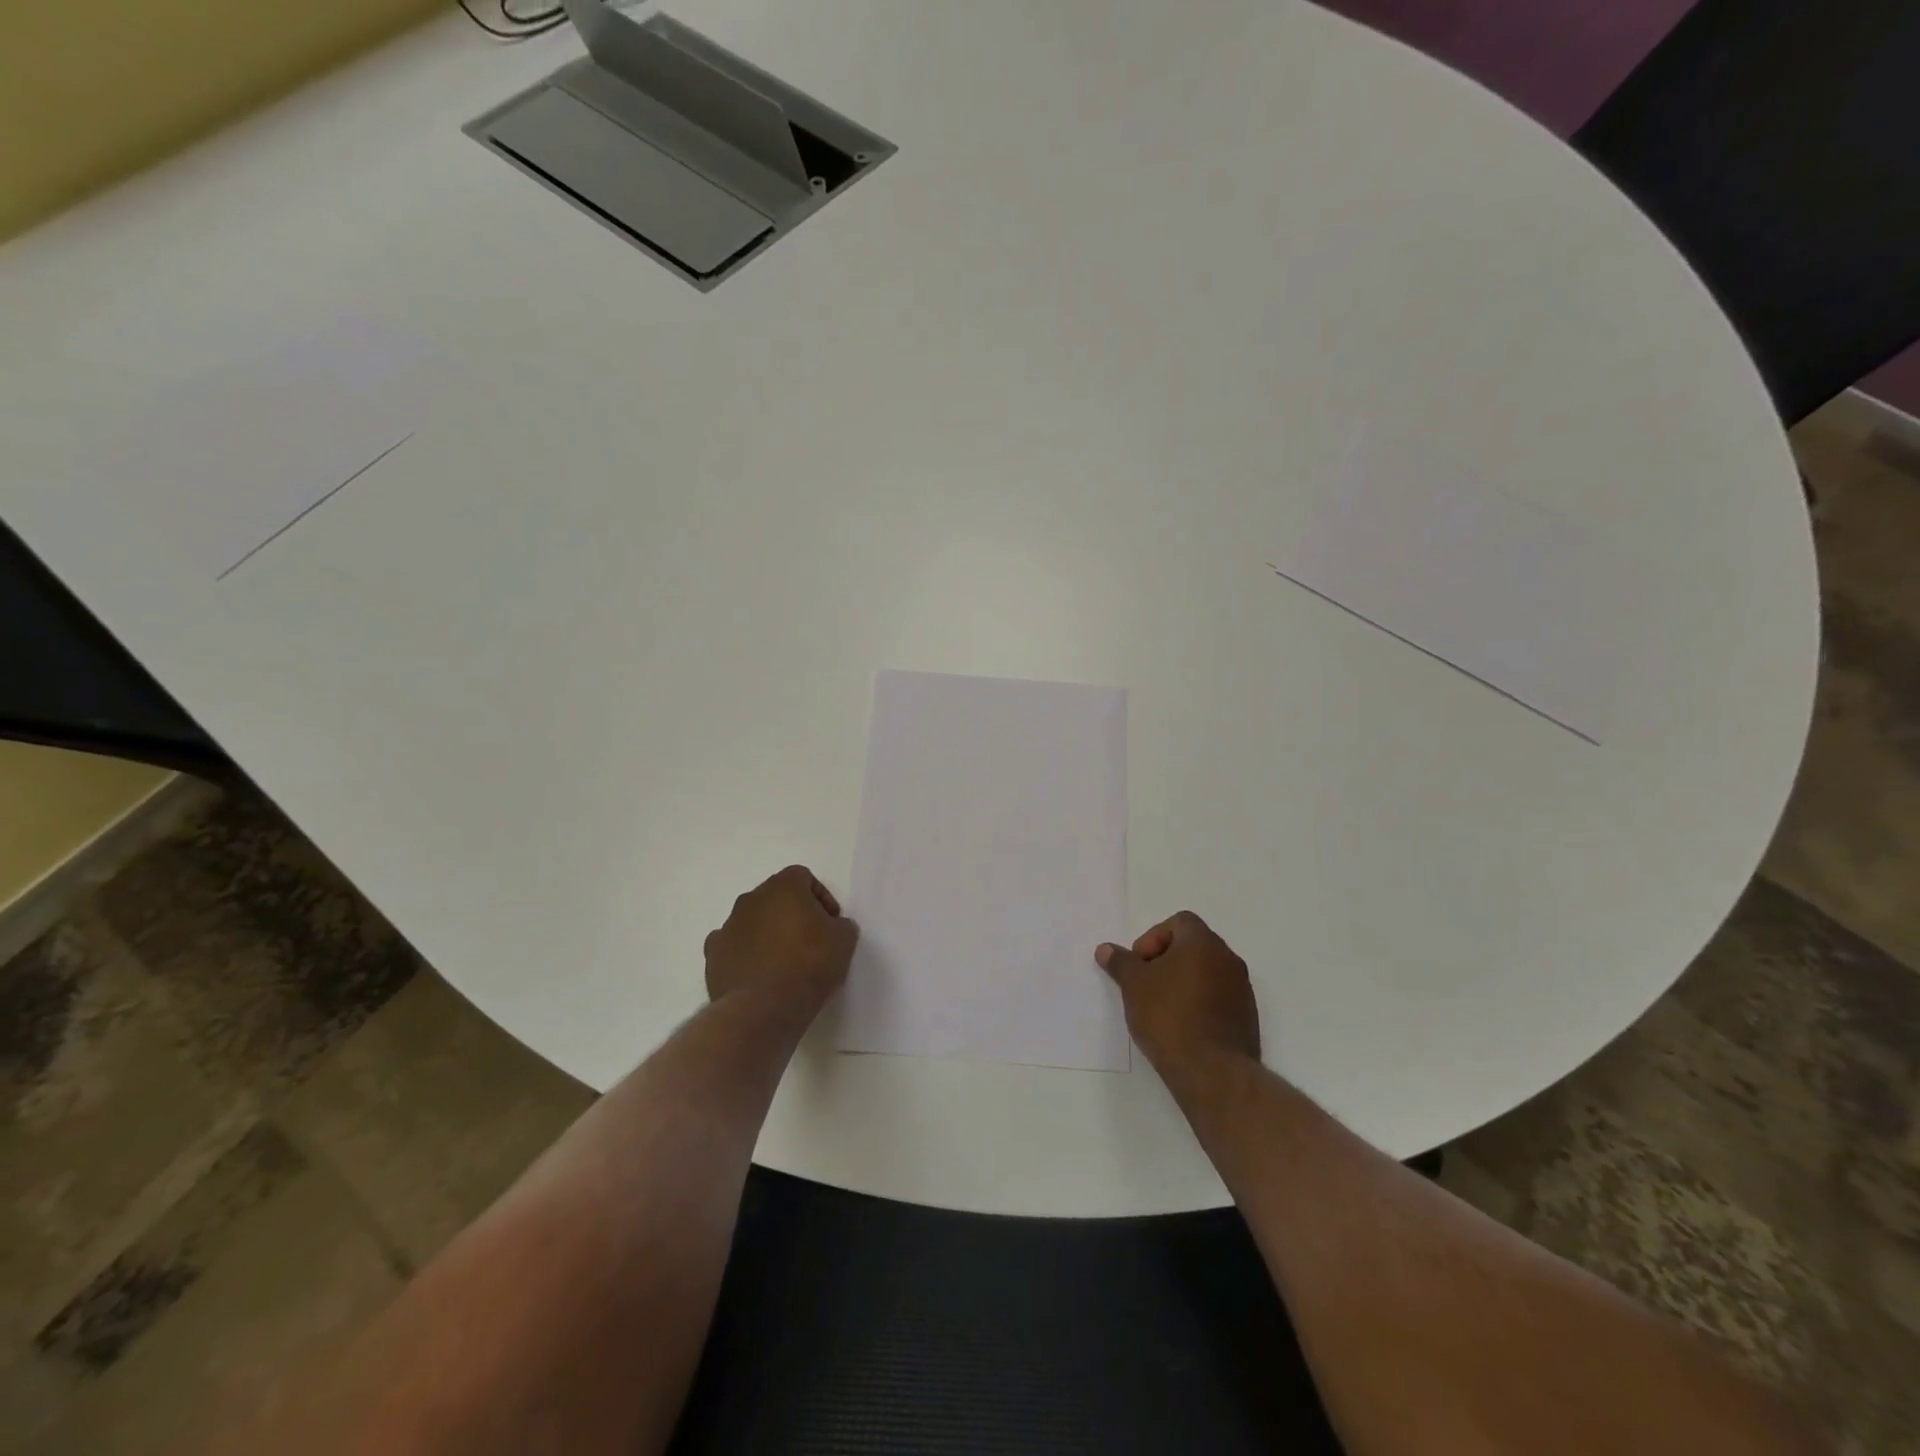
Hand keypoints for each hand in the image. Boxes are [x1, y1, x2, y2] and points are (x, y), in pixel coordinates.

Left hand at [704, 866, 858, 1013]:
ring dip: (768, 932)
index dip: (820, 897)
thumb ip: (841, 925)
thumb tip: (833, 927)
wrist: (762, 1008)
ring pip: (752, 920)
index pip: (803, 877)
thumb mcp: (844, 941)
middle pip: (775, 897)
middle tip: (810, 940)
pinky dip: (746, 954)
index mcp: (783, 887)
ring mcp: (728, 926)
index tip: (830, 922)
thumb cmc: (809, 965)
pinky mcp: (713, 955)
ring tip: (784, 961)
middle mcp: (751, 899)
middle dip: (792, 913)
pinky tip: (759, 974)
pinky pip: (733, 946)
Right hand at [1096, 912, 1259, 1074]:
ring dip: (1184, 982)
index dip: (1154, 938)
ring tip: (1162, 1008)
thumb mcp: (1133, 985)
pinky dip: (1200, 1003)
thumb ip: (1120, 963)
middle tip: (1146, 985)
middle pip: (1193, 946)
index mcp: (1203, 942)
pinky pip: (1219, 997)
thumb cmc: (1168, 1016)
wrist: (1212, 1071)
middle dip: (1167, 960)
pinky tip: (1182, 1027)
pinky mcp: (1247, 1017)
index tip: (1140, 965)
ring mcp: (1242, 989)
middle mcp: (1228, 958)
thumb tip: (1105, 949)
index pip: (1179, 922)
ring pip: (1207, 973)